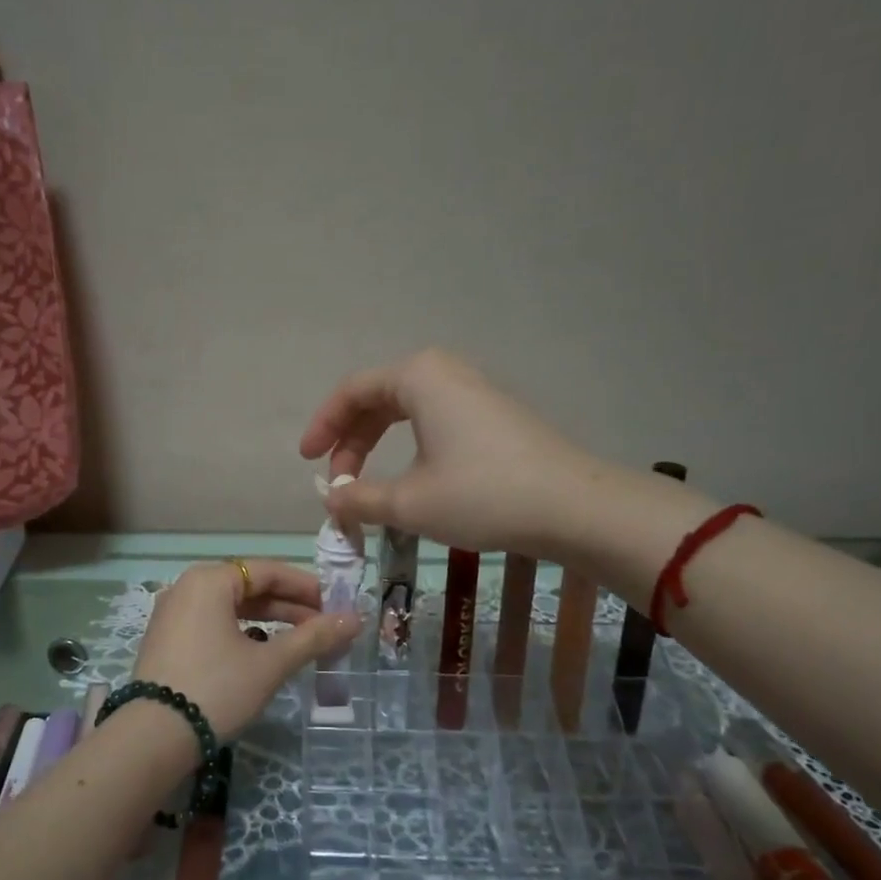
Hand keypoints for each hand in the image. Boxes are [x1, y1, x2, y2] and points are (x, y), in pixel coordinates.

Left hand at [132, 559, 360, 742]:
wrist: (152, 738)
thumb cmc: (216, 689)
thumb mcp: (269, 664)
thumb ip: (312, 638)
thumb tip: (355, 619)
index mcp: (209, 580)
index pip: (268, 571)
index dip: (307, 587)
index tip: (337, 606)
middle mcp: (187, 587)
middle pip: (248, 587)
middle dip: (290, 607)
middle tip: (325, 627)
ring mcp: (172, 615)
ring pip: (231, 608)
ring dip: (269, 622)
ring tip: (302, 641)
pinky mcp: (166, 641)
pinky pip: (213, 625)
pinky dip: (242, 633)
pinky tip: (263, 653)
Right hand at [299, 348, 594, 556]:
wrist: (573, 507)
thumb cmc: (482, 495)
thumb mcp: (409, 502)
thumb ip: (359, 499)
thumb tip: (331, 501)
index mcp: (418, 376)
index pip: (352, 392)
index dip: (323, 427)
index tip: (307, 462)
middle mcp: (443, 372)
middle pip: (377, 399)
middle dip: (350, 441)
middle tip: (338, 483)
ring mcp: (472, 391)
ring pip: (406, 411)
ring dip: (378, 447)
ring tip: (366, 487)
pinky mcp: (492, 415)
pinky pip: (433, 421)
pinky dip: (408, 448)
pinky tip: (409, 480)